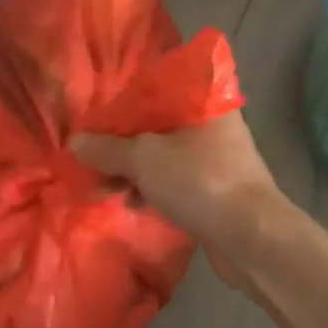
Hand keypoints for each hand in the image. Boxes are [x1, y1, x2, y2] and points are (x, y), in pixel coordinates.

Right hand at [70, 113, 286, 290]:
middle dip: (121, 143)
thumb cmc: (199, 181)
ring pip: (163, 156)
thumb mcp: (144, 159)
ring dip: (132, 170)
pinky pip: (173, 182)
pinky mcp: (214, 191)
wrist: (252, 238)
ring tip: (99, 186)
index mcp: (203, 102)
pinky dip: (150, 188)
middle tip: (90, 157)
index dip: (122, 103)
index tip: (94, 119)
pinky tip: (126, 202)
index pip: (155, 89)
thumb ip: (108, 149)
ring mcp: (215, 160)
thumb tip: (75, 142)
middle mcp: (212, 125)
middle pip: (156, 125)